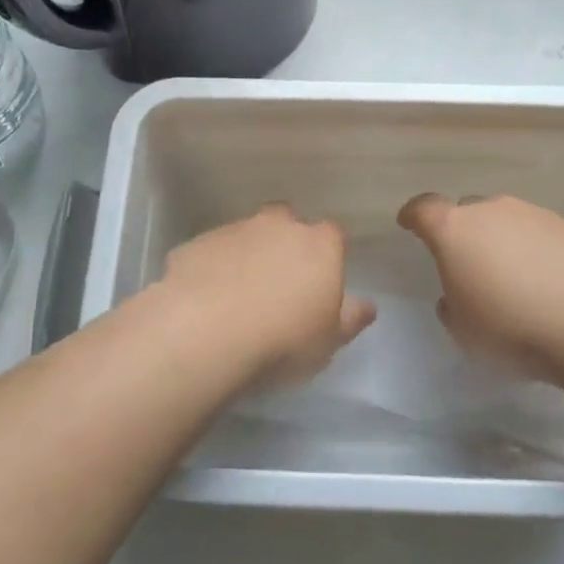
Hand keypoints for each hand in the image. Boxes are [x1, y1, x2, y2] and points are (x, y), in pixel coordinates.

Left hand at [157, 205, 376, 385]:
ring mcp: (234, 230)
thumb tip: (367, 305)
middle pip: (286, 222)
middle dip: (284, 244)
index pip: (332, 236)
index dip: (327, 256)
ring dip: (245, 255)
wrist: (205, 330)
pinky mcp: (196, 243)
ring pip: (246, 234)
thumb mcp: (329, 340)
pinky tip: (205, 299)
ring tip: (237, 296)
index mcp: (319, 244)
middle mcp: (278, 225)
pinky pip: (211, 252)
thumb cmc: (283, 339)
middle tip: (278, 283)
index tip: (319, 283)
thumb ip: (350, 318)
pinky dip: (212, 268)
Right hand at [397, 194, 563, 385]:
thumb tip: (456, 296)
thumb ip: (451, 305)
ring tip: (515, 280)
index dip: (413, 216)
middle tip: (469, 265)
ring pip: (508, 222)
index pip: (423, 208)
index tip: (409, 224)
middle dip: (464, 233)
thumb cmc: (511, 327)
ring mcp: (535, 215)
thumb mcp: (463, 330)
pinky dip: (538, 253)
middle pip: (468, 211)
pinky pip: (542, 236)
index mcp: (454, 229)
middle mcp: (492, 211)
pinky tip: (550, 285)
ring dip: (504, 242)